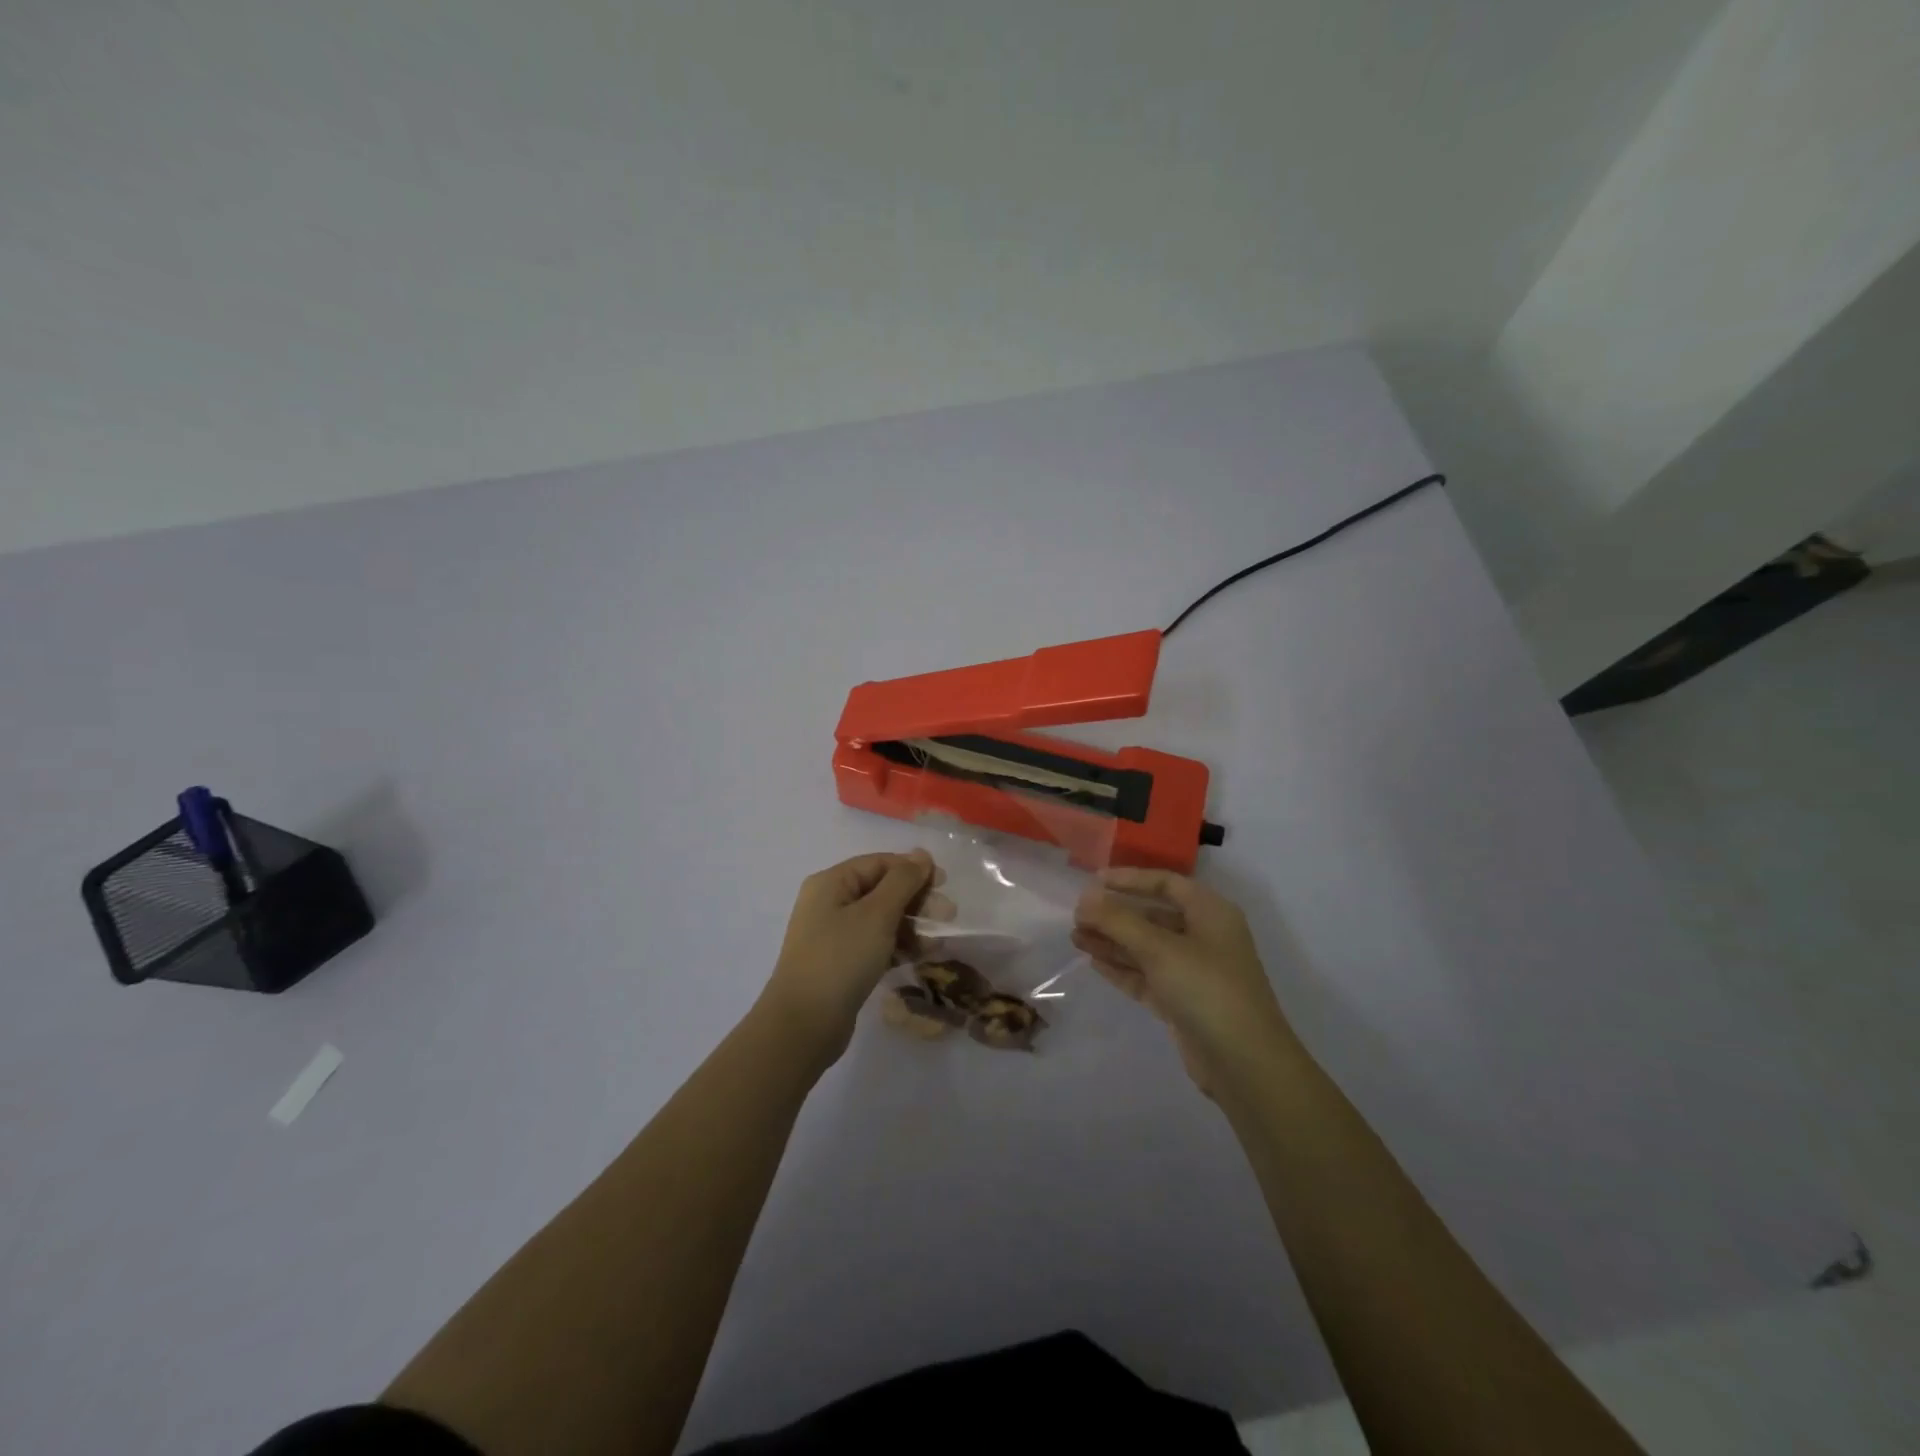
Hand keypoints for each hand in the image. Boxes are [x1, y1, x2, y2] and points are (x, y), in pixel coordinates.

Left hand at [758, 851, 933, 1068]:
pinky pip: (875, 944)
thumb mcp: (877, 914)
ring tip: (937, 943)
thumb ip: (903, 881)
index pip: (879, 863)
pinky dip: (898, 946)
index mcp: (832, 883)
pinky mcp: (840, 963)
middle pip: (881, 890)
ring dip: (911, 926)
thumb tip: (921, 855)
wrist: (804, 1024)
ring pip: (881, 919)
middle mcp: (829, 903)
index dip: (913, 870)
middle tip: (948, 916)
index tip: (945, 884)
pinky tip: (920, 957)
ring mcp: (833, 935)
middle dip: (916, 901)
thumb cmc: (841, 959)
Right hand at [1073, 869, 1295, 1094]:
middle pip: (1153, 916)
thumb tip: (1084, 898)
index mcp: (1210, 912)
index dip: (1129, 879)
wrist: (1244, 1064)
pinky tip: (1094, 963)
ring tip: (1076, 938)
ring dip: (1113, 941)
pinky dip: (1122, 968)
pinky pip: (1147, 976)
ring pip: (1146, 948)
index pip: (1165, 883)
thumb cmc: (1207, 989)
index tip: (1093, 882)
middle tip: (1077, 916)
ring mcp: (1194, 971)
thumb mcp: (1160, 949)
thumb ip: (1119, 921)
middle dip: (1115, 914)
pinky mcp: (1183, 1002)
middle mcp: (1204, 937)